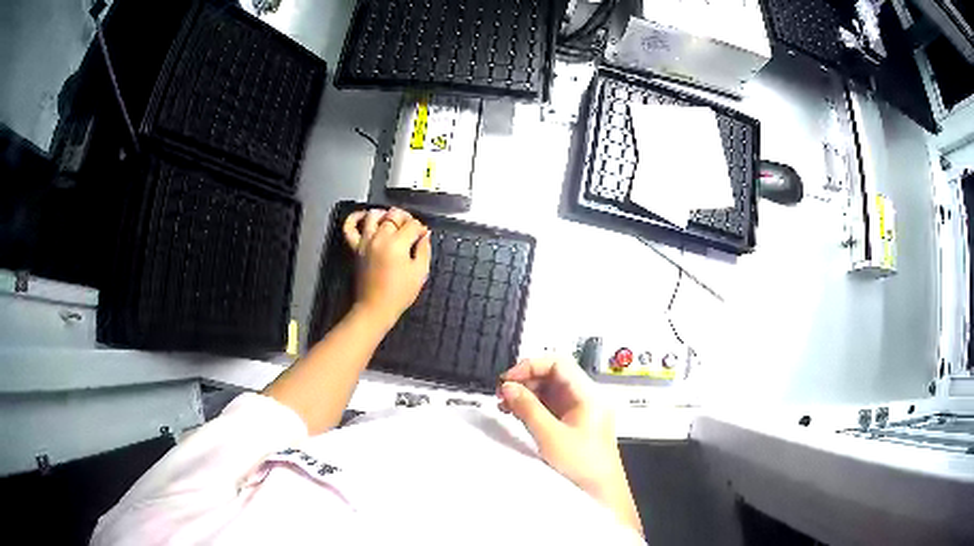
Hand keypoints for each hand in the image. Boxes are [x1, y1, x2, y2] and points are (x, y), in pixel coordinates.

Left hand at [343, 208, 430, 327]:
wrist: (375, 308)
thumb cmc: (400, 294)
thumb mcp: (420, 273)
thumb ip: (424, 250)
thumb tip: (424, 235)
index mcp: (397, 244)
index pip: (412, 225)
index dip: (421, 228)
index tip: (423, 236)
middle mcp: (379, 238)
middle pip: (393, 216)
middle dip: (405, 218)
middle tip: (411, 228)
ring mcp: (364, 241)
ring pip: (373, 215)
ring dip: (385, 214)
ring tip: (391, 222)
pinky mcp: (355, 248)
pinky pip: (349, 227)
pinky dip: (354, 217)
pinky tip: (364, 217)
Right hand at [498, 357, 642, 535]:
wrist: (601, 492)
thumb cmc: (582, 465)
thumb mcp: (550, 436)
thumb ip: (528, 409)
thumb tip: (508, 387)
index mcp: (588, 395)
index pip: (558, 363)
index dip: (531, 366)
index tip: (508, 380)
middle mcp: (586, 398)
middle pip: (554, 375)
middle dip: (526, 380)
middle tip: (502, 393)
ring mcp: (580, 411)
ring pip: (550, 391)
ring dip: (527, 394)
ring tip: (505, 404)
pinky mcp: (574, 423)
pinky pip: (551, 406)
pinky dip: (533, 407)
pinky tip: (517, 414)